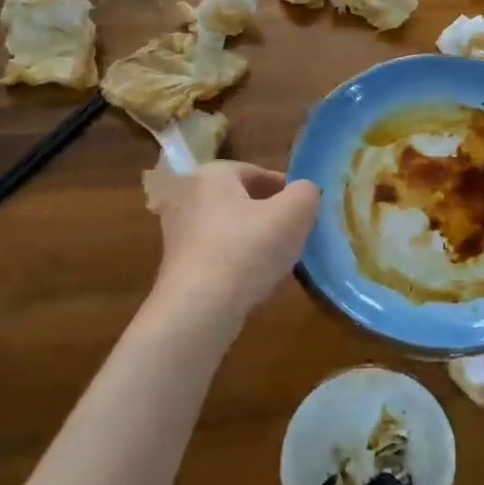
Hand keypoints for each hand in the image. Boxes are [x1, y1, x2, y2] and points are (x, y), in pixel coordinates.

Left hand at [151, 162, 319, 318]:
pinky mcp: (176, 266)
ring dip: (255, 240)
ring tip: (280, 260)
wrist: (198, 311)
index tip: (306, 212)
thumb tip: (305, 193)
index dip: (287, 191)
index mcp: (212, 174)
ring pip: (231, 229)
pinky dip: (238, 263)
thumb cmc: (247, 249)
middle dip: (270, 216)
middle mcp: (188, 196)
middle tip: (296, 235)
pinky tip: (255, 281)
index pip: (258, 173)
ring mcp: (177, 233)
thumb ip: (307, 193)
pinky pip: (218, 255)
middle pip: (242, 201)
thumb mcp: (295, 213)